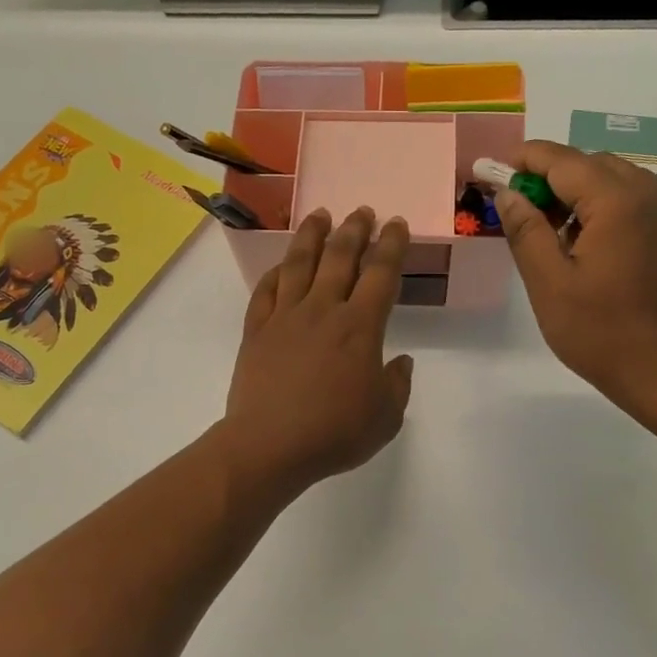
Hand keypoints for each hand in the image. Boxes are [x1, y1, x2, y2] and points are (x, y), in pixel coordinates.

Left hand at [216, 208, 414, 500]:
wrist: (270, 445)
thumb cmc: (334, 433)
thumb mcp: (385, 418)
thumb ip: (397, 385)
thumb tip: (400, 362)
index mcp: (360, 327)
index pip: (380, 274)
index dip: (391, 245)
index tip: (396, 224)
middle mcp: (322, 310)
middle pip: (340, 258)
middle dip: (355, 230)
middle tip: (362, 211)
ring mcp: (285, 317)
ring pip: (299, 264)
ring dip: (312, 236)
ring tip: (321, 215)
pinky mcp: (256, 331)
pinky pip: (265, 291)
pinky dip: (276, 272)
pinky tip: (282, 264)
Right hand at [494, 141, 656, 428]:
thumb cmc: (603, 333)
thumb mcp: (549, 284)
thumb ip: (526, 231)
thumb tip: (508, 193)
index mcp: (618, 200)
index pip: (563, 160)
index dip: (526, 160)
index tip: (496, 171)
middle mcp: (652, 194)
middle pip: (593, 165)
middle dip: (553, 178)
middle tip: (523, 212)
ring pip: (618, 182)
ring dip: (582, 194)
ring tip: (556, 235)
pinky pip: (639, 204)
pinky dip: (608, 210)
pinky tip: (593, 250)